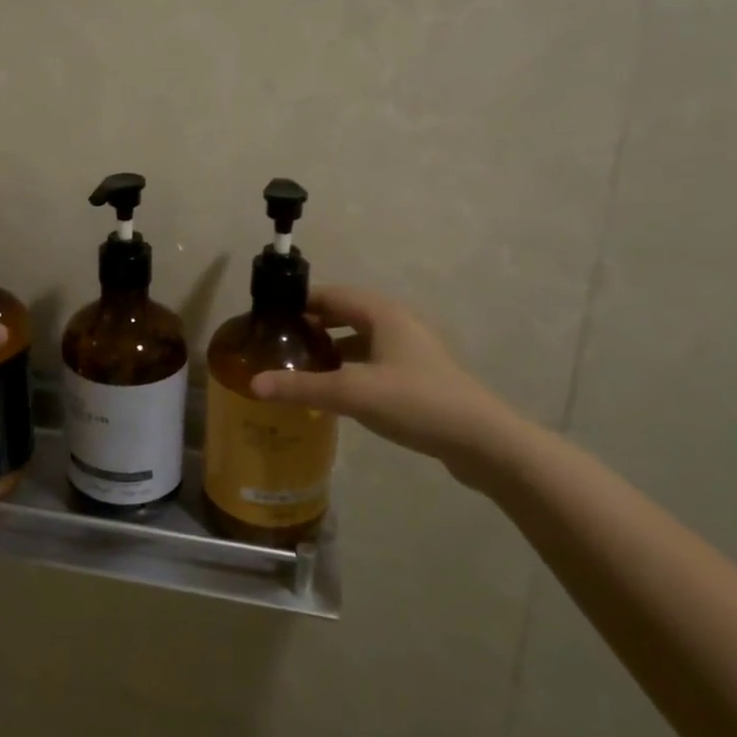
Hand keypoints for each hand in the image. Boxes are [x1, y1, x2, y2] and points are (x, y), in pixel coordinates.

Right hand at [249, 286, 528, 484]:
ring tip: (300, 366)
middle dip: (313, 325)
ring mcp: (412, 351)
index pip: (331, 294)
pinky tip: (336, 391)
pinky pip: (374, 361)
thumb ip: (301, 387)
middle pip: (346, 314)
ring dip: (332, 348)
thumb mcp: (352, 393)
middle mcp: (398, 324)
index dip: (299, 301)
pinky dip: (350, 368)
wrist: (483, 442)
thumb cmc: (415, 402)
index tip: (269, 316)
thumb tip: (253, 384)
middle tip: (279, 343)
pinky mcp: (420, 377)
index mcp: (383, 314)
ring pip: (361, 340)